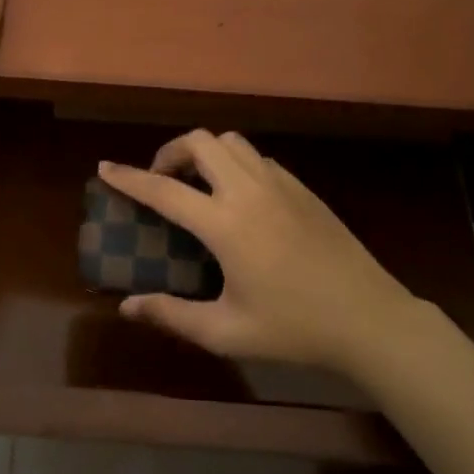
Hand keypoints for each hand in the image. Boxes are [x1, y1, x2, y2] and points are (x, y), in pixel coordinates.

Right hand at [98, 131, 430, 374]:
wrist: (369, 318)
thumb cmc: (294, 328)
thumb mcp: (226, 332)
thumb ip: (173, 315)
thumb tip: (128, 307)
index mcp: (226, 224)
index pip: (164, 189)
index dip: (129, 178)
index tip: (105, 168)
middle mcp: (249, 191)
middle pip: (200, 142)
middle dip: (170, 152)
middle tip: (161, 181)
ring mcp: (280, 184)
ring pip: (231, 142)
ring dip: (205, 153)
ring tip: (198, 184)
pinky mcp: (302, 188)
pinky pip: (258, 159)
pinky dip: (235, 164)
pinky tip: (239, 198)